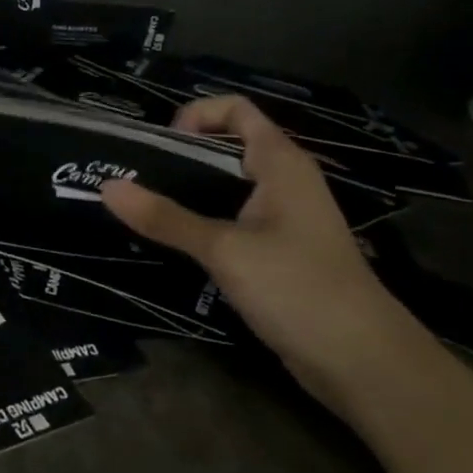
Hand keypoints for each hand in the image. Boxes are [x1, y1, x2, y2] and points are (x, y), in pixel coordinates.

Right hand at [100, 95, 420, 406]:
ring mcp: (285, 218)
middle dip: (182, 155)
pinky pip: (235, 220)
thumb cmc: (298, 287)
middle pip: (228, 146)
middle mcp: (285, 180)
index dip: (196, 114)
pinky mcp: (280, 252)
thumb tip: (107, 187)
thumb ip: (166, 218)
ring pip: (229, 187)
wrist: (364, 363)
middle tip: (137, 176)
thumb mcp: (224, 249)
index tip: (161, 144)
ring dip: (189, 192)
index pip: (236, 109)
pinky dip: (204, 222)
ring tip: (144, 207)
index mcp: (280, 162)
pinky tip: (175, 243)